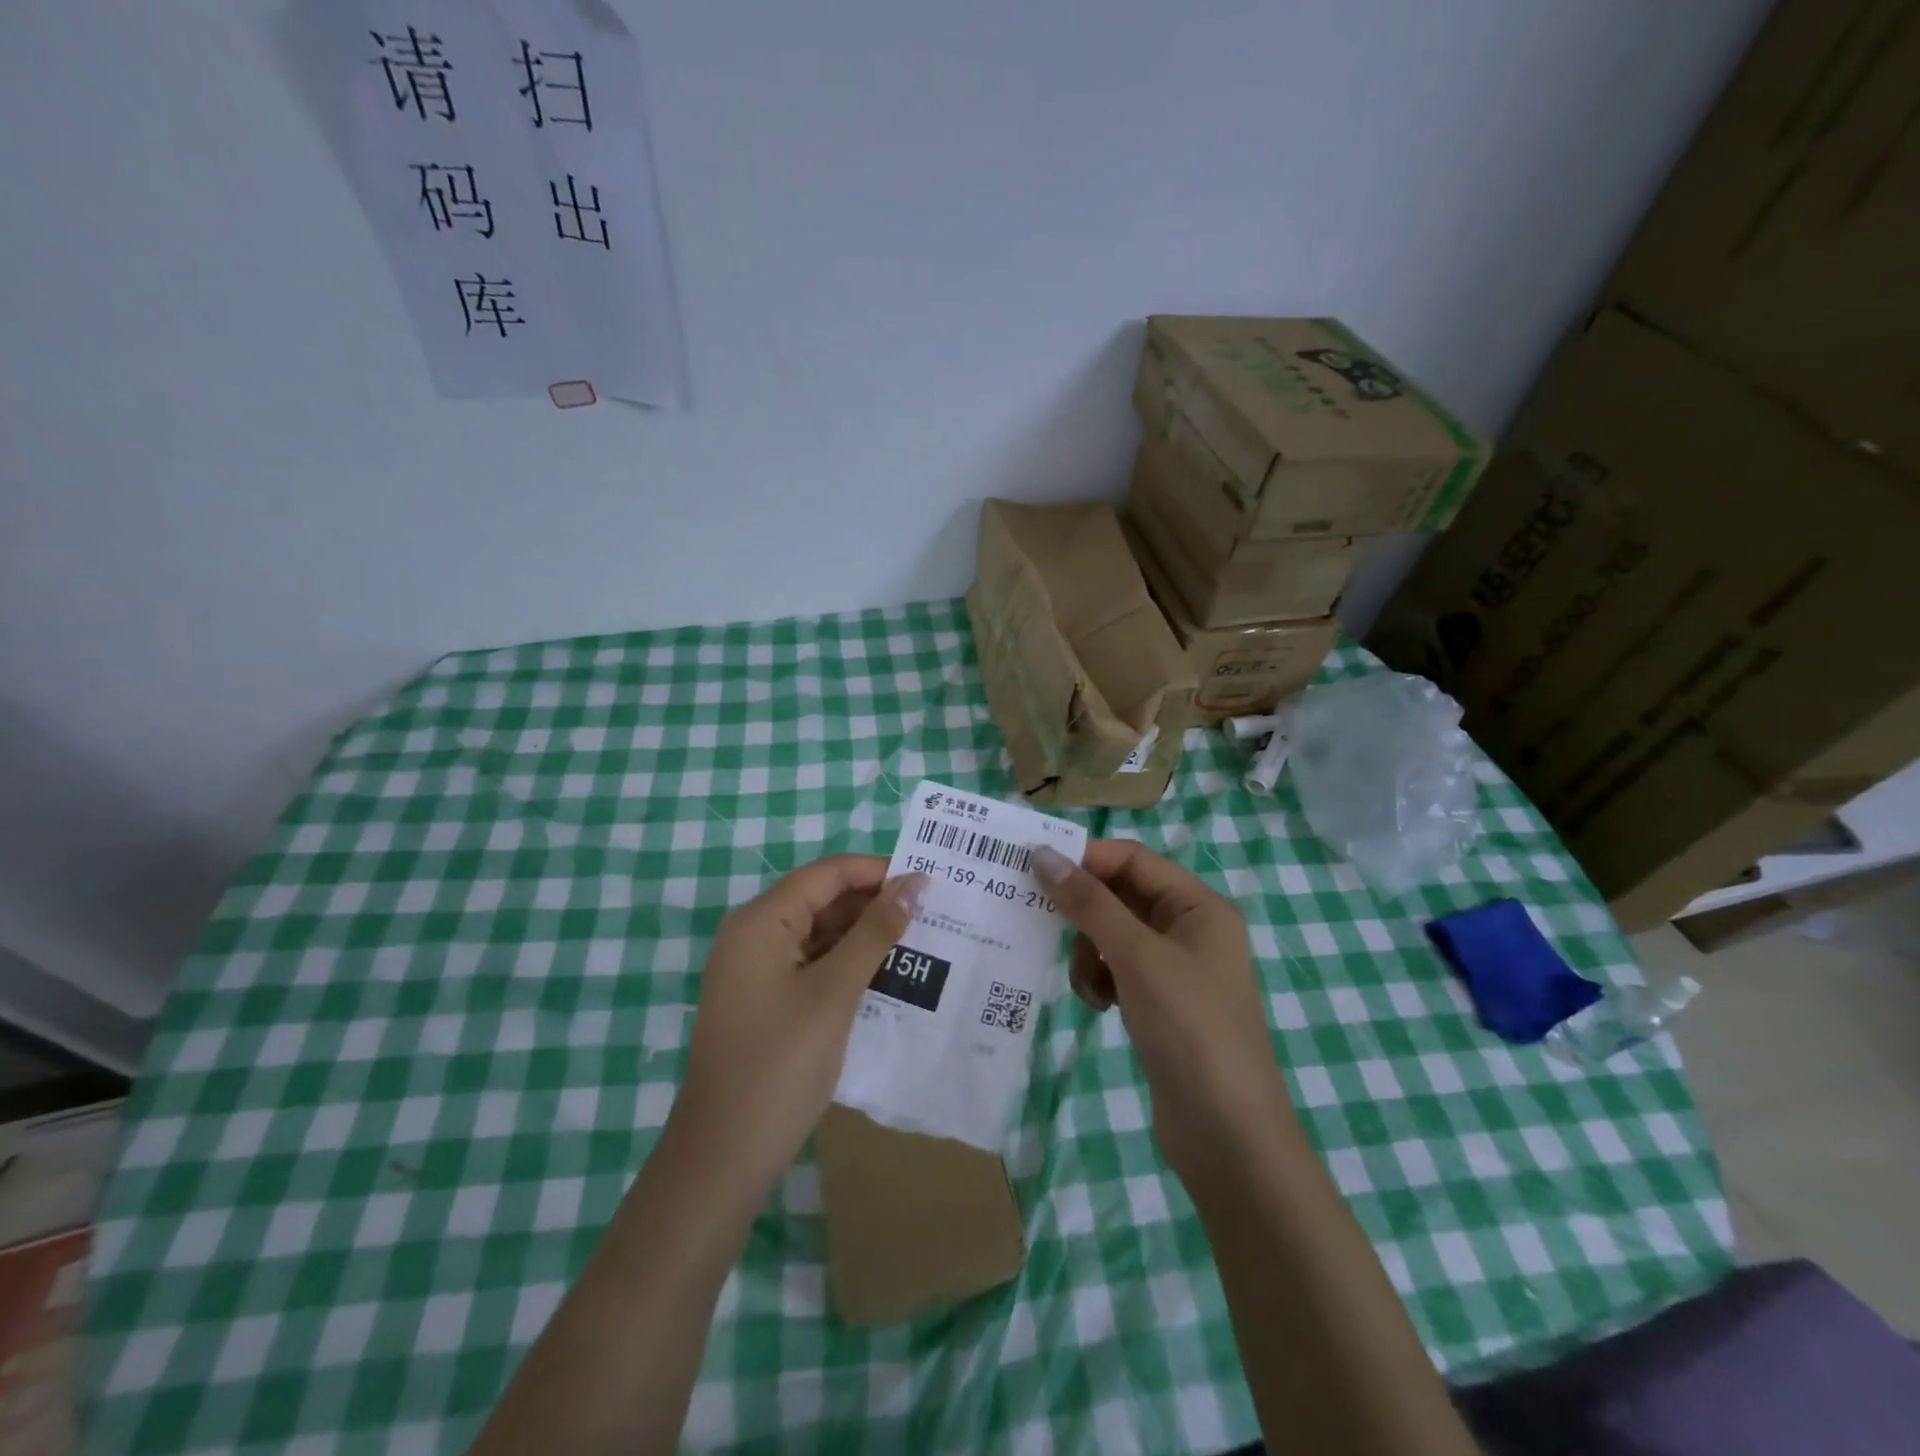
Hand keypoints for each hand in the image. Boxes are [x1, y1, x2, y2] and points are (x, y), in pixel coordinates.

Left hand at [669, 855, 925, 1195]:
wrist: (723, 1155)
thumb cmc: (781, 1063)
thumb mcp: (835, 992)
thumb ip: (875, 932)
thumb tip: (913, 884)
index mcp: (762, 921)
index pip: (826, 874)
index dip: (876, 871)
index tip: (927, 881)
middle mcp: (753, 935)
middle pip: (821, 900)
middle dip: (873, 903)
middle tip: (931, 913)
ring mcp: (755, 970)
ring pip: (818, 933)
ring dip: (863, 935)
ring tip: (918, 940)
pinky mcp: (763, 1000)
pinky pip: (810, 964)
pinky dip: (845, 964)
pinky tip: (885, 975)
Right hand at [1032, 840, 1294, 1183]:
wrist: (1228, 1136)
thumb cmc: (1190, 1029)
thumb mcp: (1137, 957)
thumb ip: (1089, 903)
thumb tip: (1043, 854)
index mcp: (1198, 906)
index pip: (1133, 859)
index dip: (1086, 858)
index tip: (1033, 867)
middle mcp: (1189, 929)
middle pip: (1120, 896)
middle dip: (1083, 912)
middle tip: (1038, 920)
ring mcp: (1174, 969)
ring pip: (1112, 934)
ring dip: (1089, 952)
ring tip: (1090, 986)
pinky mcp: (1159, 1003)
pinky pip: (1116, 969)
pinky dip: (1099, 979)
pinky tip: (1099, 1006)